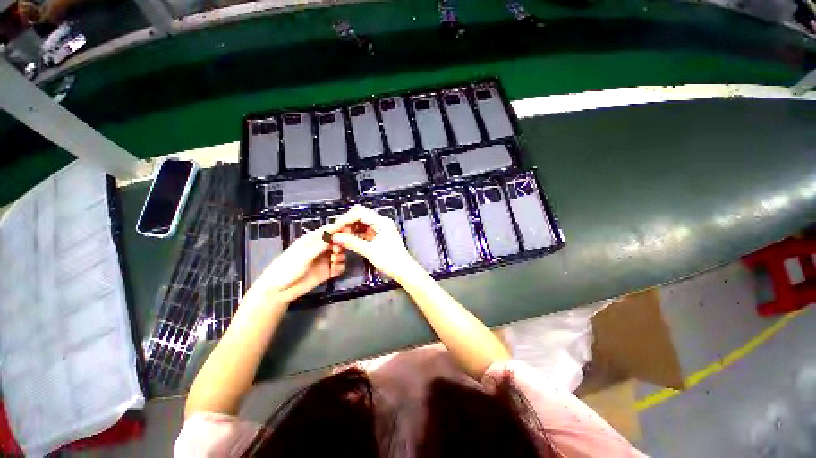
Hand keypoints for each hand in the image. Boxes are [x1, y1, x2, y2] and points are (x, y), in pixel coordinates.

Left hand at [254, 222, 345, 299]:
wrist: (279, 291)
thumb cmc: (287, 268)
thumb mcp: (304, 255)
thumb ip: (321, 245)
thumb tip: (336, 234)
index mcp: (312, 240)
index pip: (328, 230)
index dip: (339, 228)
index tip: (350, 229)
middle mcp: (320, 248)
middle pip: (337, 241)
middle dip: (341, 244)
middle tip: (338, 250)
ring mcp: (324, 260)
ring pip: (340, 253)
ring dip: (341, 256)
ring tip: (334, 261)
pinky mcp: (326, 272)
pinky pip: (339, 266)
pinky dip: (340, 267)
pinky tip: (335, 269)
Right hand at [329, 205, 420, 281]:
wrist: (403, 270)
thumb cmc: (391, 260)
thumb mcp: (369, 251)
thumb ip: (352, 242)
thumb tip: (336, 237)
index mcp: (382, 222)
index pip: (359, 213)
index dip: (345, 219)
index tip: (335, 228)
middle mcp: (382, 222)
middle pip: (360, 215)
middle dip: (347, 223)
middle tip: (336, 232)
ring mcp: (381, 228)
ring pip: (361, 223)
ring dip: (350, 228)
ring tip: (340, 237)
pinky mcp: (379, 236)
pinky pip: (364, 231)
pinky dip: (356, 234)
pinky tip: (348, 240)